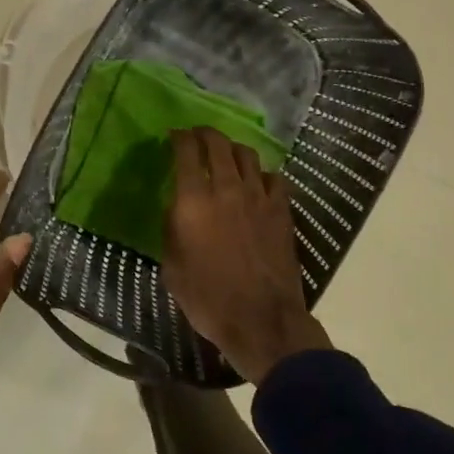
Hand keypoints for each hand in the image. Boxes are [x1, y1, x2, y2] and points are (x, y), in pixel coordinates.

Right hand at [162, 128, 330, 384]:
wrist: (261, 320)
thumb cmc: (208, 299)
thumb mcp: (172, 267)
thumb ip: (172, 229)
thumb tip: (178, 209)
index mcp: (193, 201)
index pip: (186, 152)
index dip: (179, 137)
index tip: (174, 135)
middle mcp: (226, 189)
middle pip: (218, 144)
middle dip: (205, 133)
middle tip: (198, 135)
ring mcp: (258, 197)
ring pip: (247, 155)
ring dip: (233, 149)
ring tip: (227, 154)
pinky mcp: (281, 210)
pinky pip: (274, 178)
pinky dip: (262, 174)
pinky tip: (257, 182)